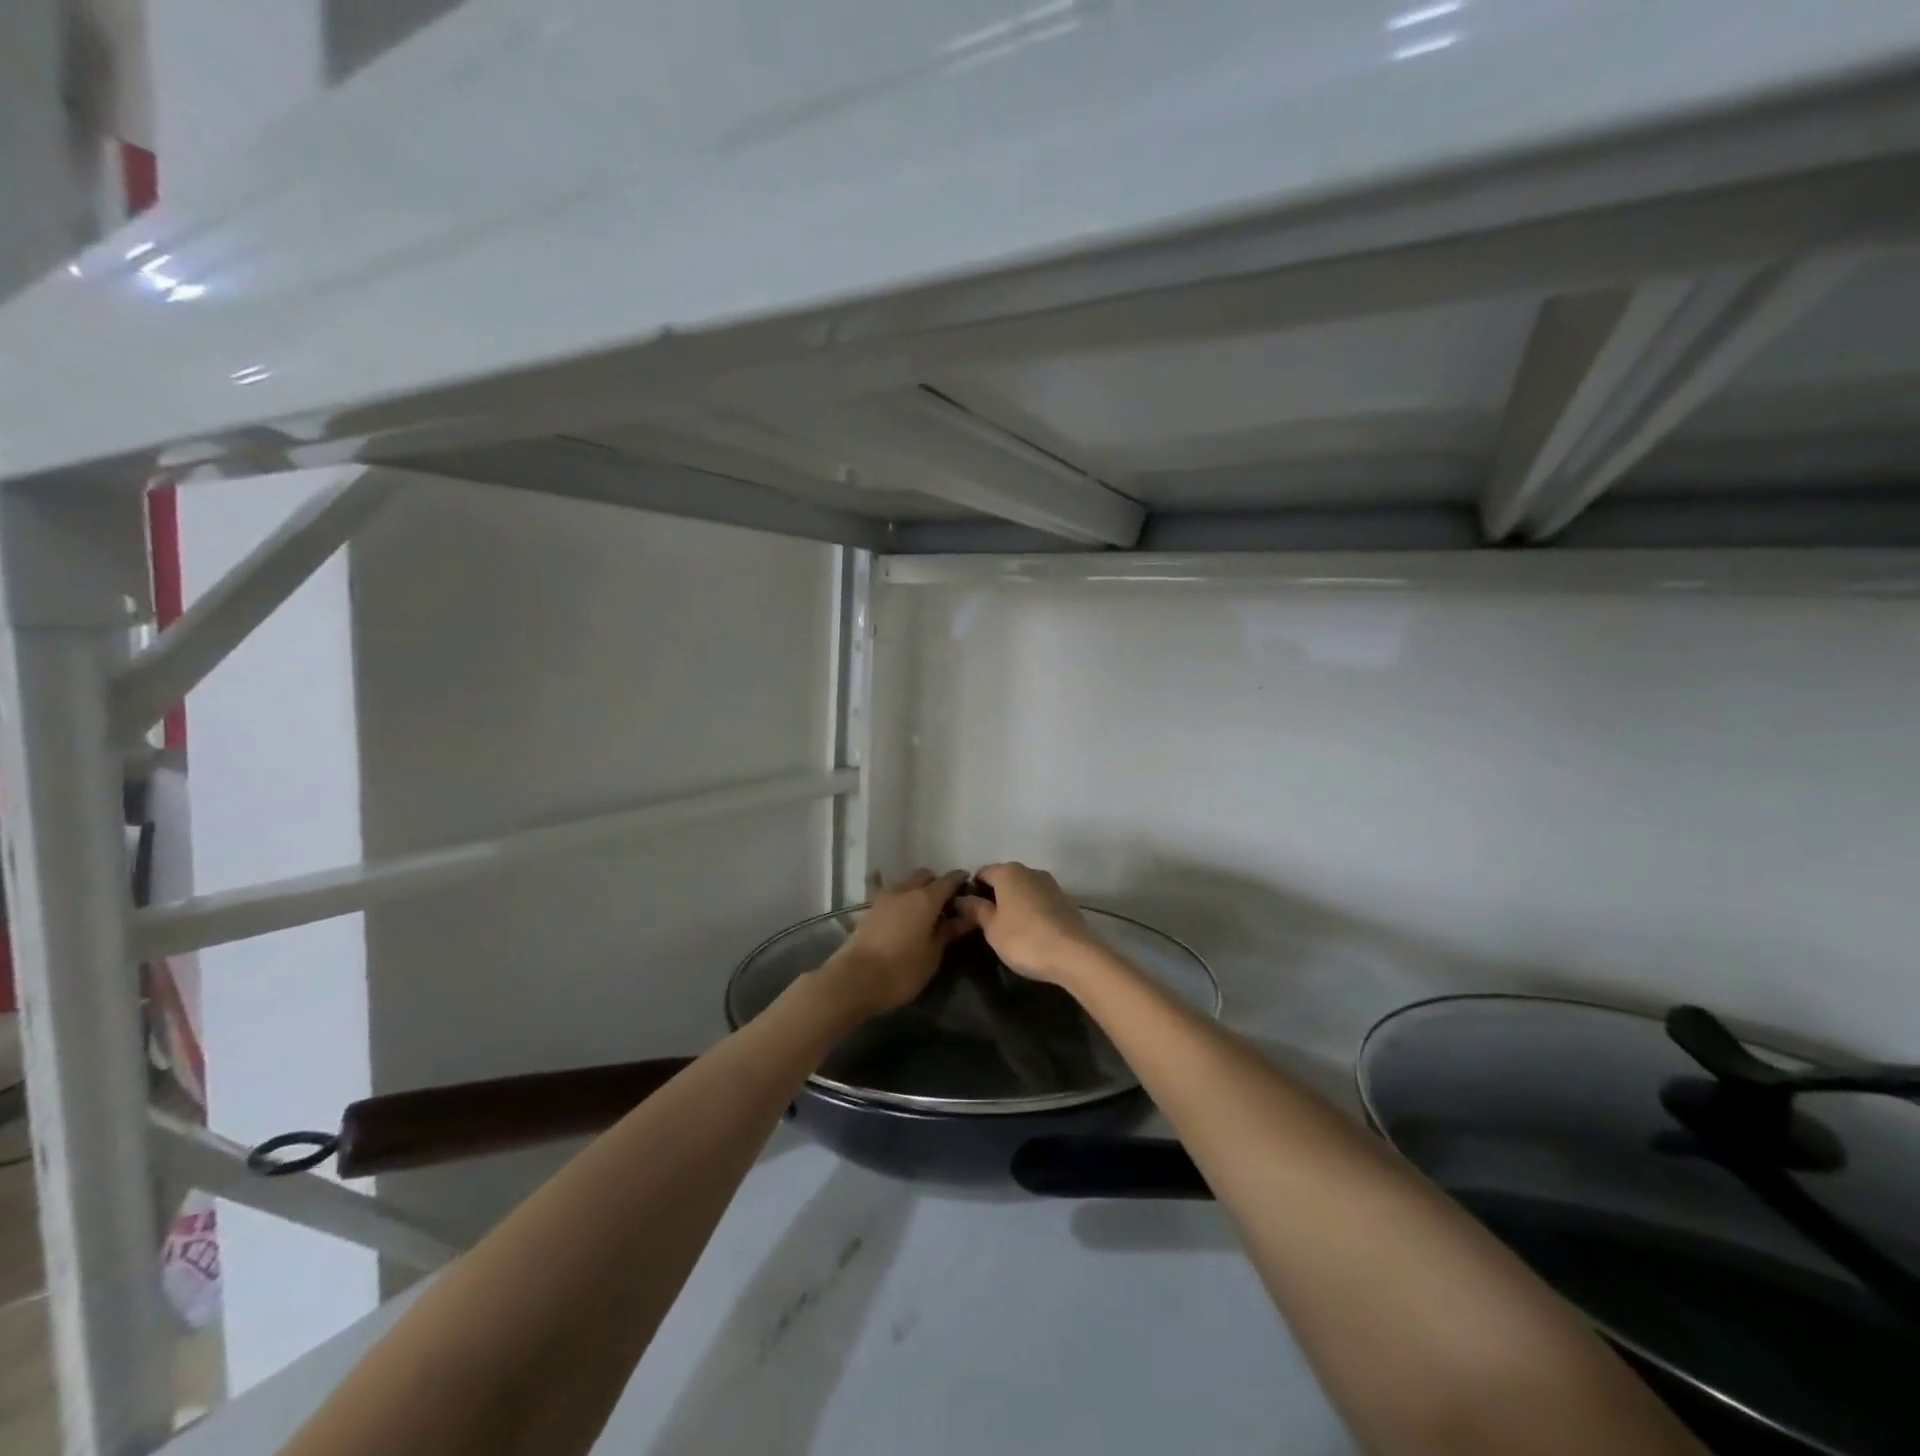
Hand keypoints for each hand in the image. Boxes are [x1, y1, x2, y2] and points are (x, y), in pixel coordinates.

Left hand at [820, 868, 969, 1018]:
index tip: (969, 888)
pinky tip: (901, 916)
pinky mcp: (868, 909)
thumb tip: (966, 917)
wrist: (855, 979)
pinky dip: (899, 900)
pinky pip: (889, 895)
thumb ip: (948, 932)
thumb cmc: (902, 970)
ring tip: (923, 913)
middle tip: (945, 904)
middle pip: (925, 876)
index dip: (960, 881)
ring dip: (916, 891)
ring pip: (905, 884)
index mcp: (926, 898)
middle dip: (936, 884)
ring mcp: (883, 898)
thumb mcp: (933, 955)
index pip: (949, 879)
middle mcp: (905, 890)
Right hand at [954, 863, 1102, 986]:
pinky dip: (1031, 911)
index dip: (971, 890)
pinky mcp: (1065, 900)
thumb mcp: (992, 928)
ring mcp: (1051, 884)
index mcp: (1008, 872)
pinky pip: (1039, 901)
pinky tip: (1030, 932)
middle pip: (1004, 879)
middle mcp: (1030, 871)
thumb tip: (962, 898)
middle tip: (985, 923)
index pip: (981, 873)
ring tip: (1008, 929)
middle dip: (993, 896)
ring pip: (1023, 889)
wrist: (1074, 954)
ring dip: (1013, 903)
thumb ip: (975, 910)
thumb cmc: (1024, 939)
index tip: (966, 912)